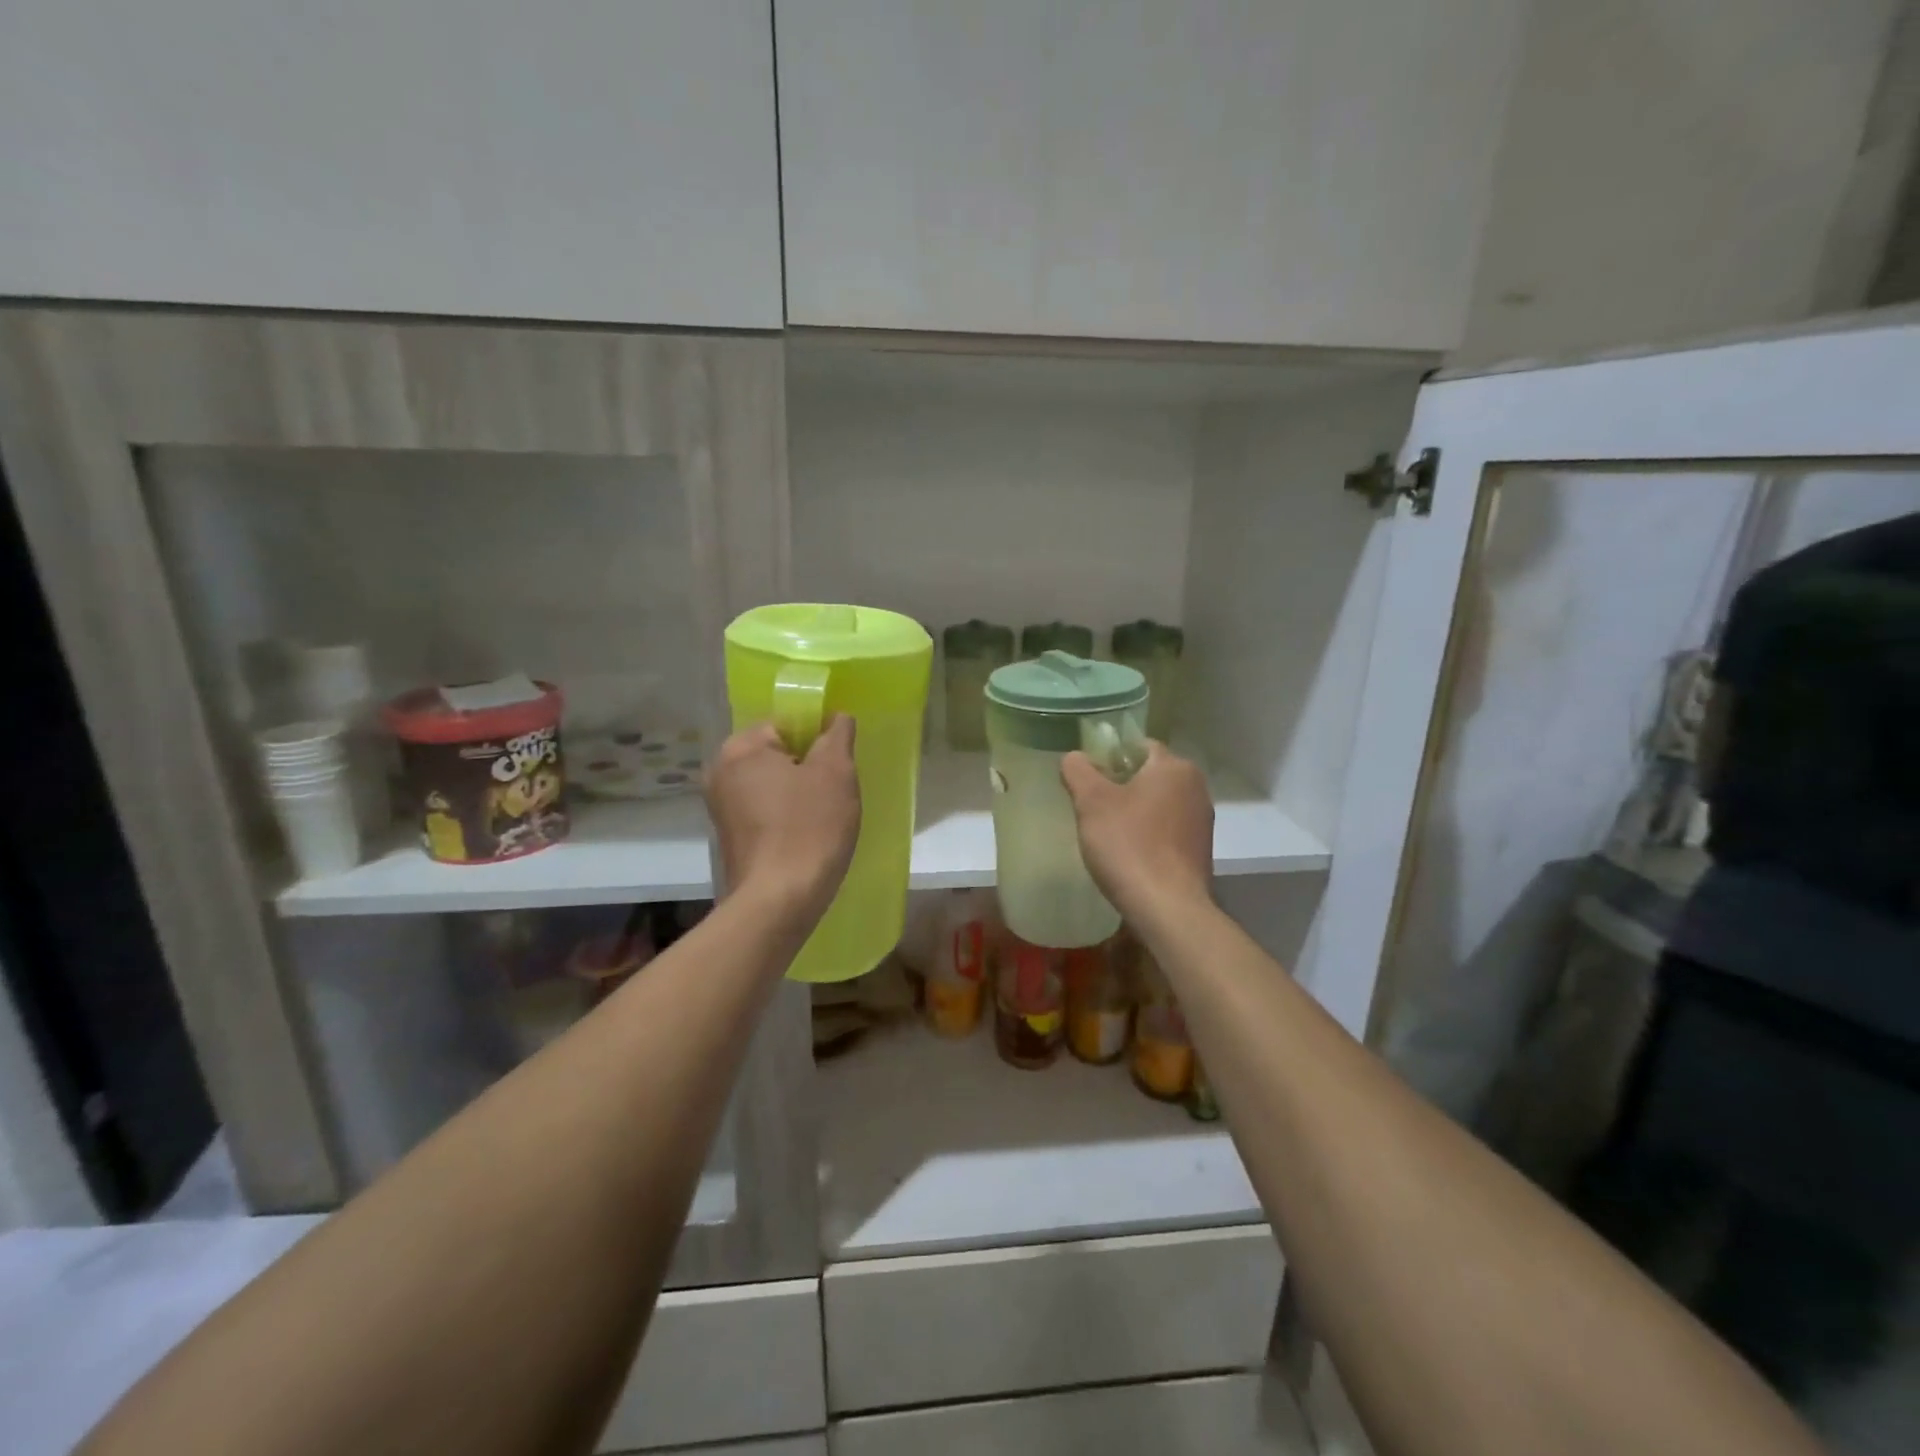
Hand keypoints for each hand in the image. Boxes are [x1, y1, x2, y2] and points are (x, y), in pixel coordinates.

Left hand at [706, 716, 860, 920]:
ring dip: (798, 793)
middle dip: (808, 767)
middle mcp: (720, 772)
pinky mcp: (729, 837)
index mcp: (740, 748)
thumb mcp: (835, 772)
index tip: (838, 765)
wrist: (780, 901)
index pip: (786, 723)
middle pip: (777, 754)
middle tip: (835, 790)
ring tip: (824, 816)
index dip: (818, 738)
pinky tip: (806, 835)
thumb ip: (837, 735)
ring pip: (772, 784)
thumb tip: (837, 717)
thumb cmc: (809, 828)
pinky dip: (785, 816)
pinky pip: (764, 811)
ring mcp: (721, 807)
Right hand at [1060, 741, 1212, 917]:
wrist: (1167, 908)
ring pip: (1158, 803)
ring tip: (1106, 832)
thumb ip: (1078, 771)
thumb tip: (1074, 757)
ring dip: (1134, 811)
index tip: (1087, 779)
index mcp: (1174, 767)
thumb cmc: (1128, 845)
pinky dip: (1148, 834)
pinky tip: (1128, 854)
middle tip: (1091, 806)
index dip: (1109, 757)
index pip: (1138, 746)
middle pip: (1149, 774)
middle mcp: (1196, 787)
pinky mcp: (1200, 850)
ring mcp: (1202, 821)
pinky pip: (1167, 830)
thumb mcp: (1091, 802)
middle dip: (1120, 785)